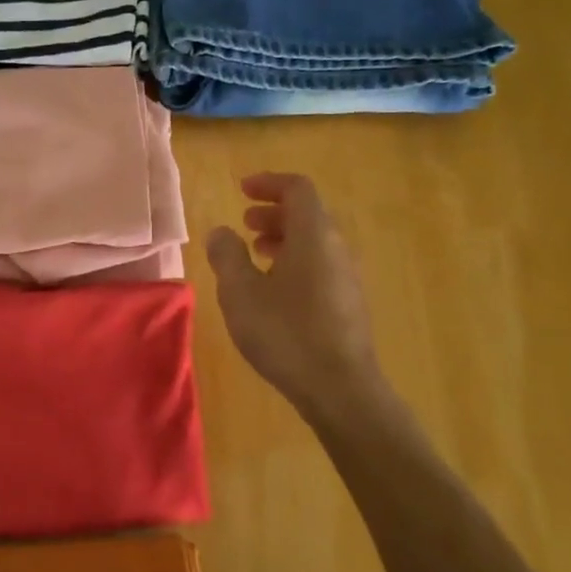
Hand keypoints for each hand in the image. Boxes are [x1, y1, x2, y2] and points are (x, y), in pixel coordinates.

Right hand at [205, 172, 382, 413]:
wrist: (340, 388)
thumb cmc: (286, 333)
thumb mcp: (241, 292)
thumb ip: (227, 255)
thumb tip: (221, 232)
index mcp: (314, 235)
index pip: (297, 189)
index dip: (269, 183)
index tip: (242, 189)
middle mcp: (337, 248)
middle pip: (309, 214)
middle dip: (274, 212)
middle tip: (244, 222)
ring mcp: (347, 276)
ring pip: (315, 242)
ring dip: (284, 238)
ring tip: (255, 254)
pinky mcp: (348, 302)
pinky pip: (320, 264)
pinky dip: (295, 260)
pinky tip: (274, 289)